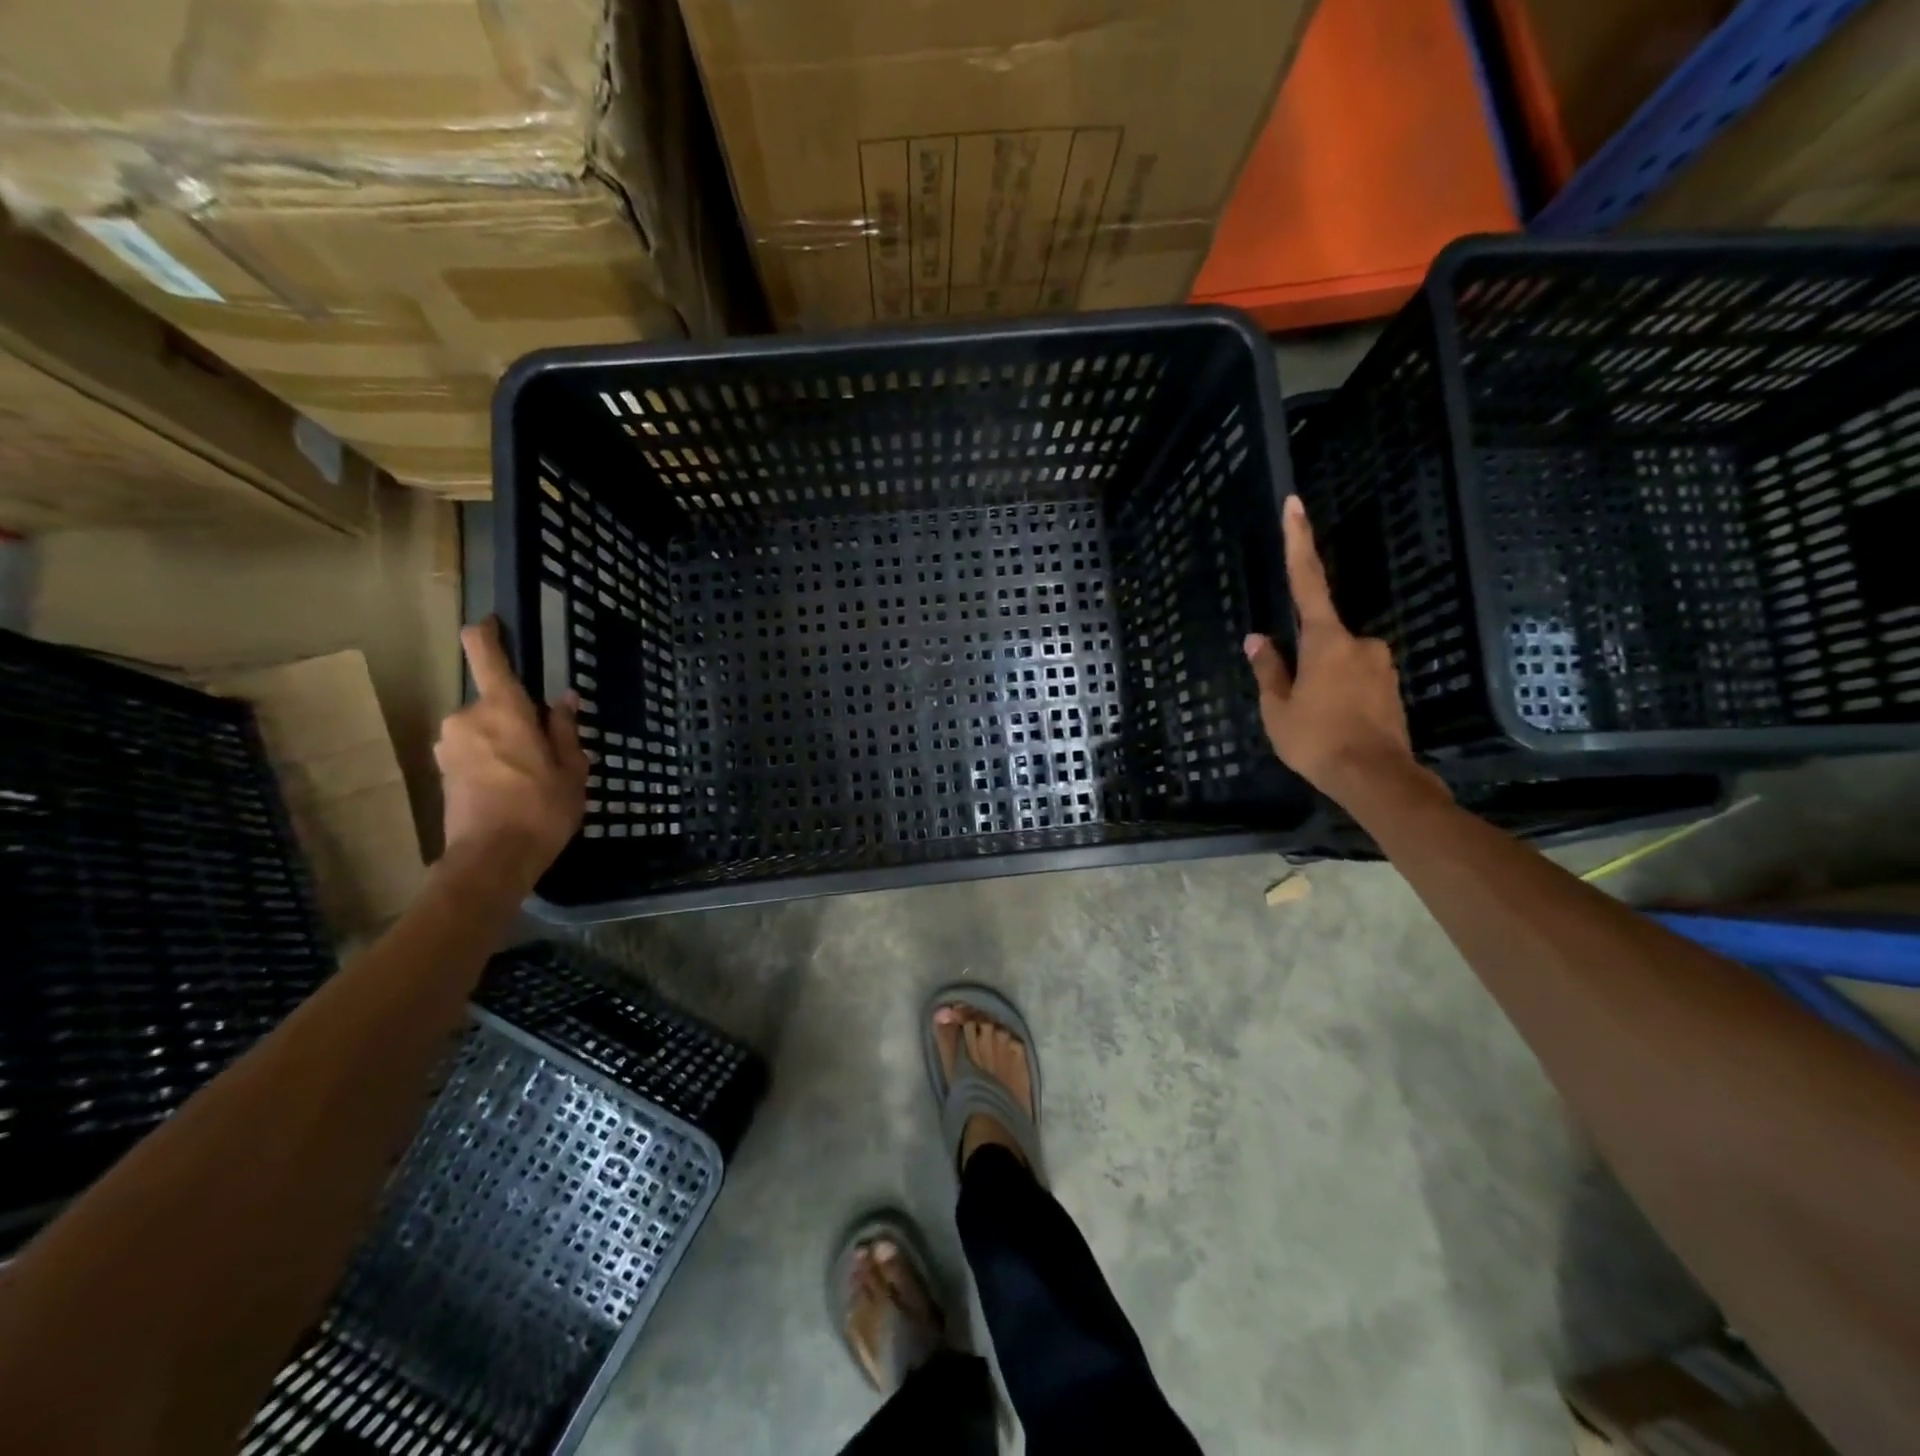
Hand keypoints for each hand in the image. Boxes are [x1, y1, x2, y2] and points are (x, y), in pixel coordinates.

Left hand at [434, 617, 588, 879]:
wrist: (492, 860)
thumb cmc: (541, 808)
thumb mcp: (572, 769)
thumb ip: (566, 730)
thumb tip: (564, 700)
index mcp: (503, 709)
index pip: (486, 655)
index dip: (487, 633)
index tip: (494, 624)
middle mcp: (467, 718)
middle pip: (494, 702)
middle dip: (518, 718)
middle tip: (547, 749)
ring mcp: (450, 745)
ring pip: (484, 729)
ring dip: (505, 741)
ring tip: (533, 776)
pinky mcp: (443, 771)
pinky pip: (473, 751)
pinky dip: (492, 760)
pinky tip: (513, 789)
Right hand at [1244, 497, 1438, 806]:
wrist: (1377, 779)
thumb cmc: (1317, 740)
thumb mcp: (1277, 708)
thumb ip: (1268, 669)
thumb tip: (1257, 638)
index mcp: (1326, 640)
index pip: (1306, 581)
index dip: (1298, 542)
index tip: (1295, 504)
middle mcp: (1359, 642)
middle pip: (1321, 636)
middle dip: (1304, 662)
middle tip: (1295, 703)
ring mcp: (1380, 664)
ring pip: (1338, 661)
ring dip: (1321, 683)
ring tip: (1315, 724)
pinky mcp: (1391, 686)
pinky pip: (1354, 679)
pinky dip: (1339, 695)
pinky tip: (1334, 726)